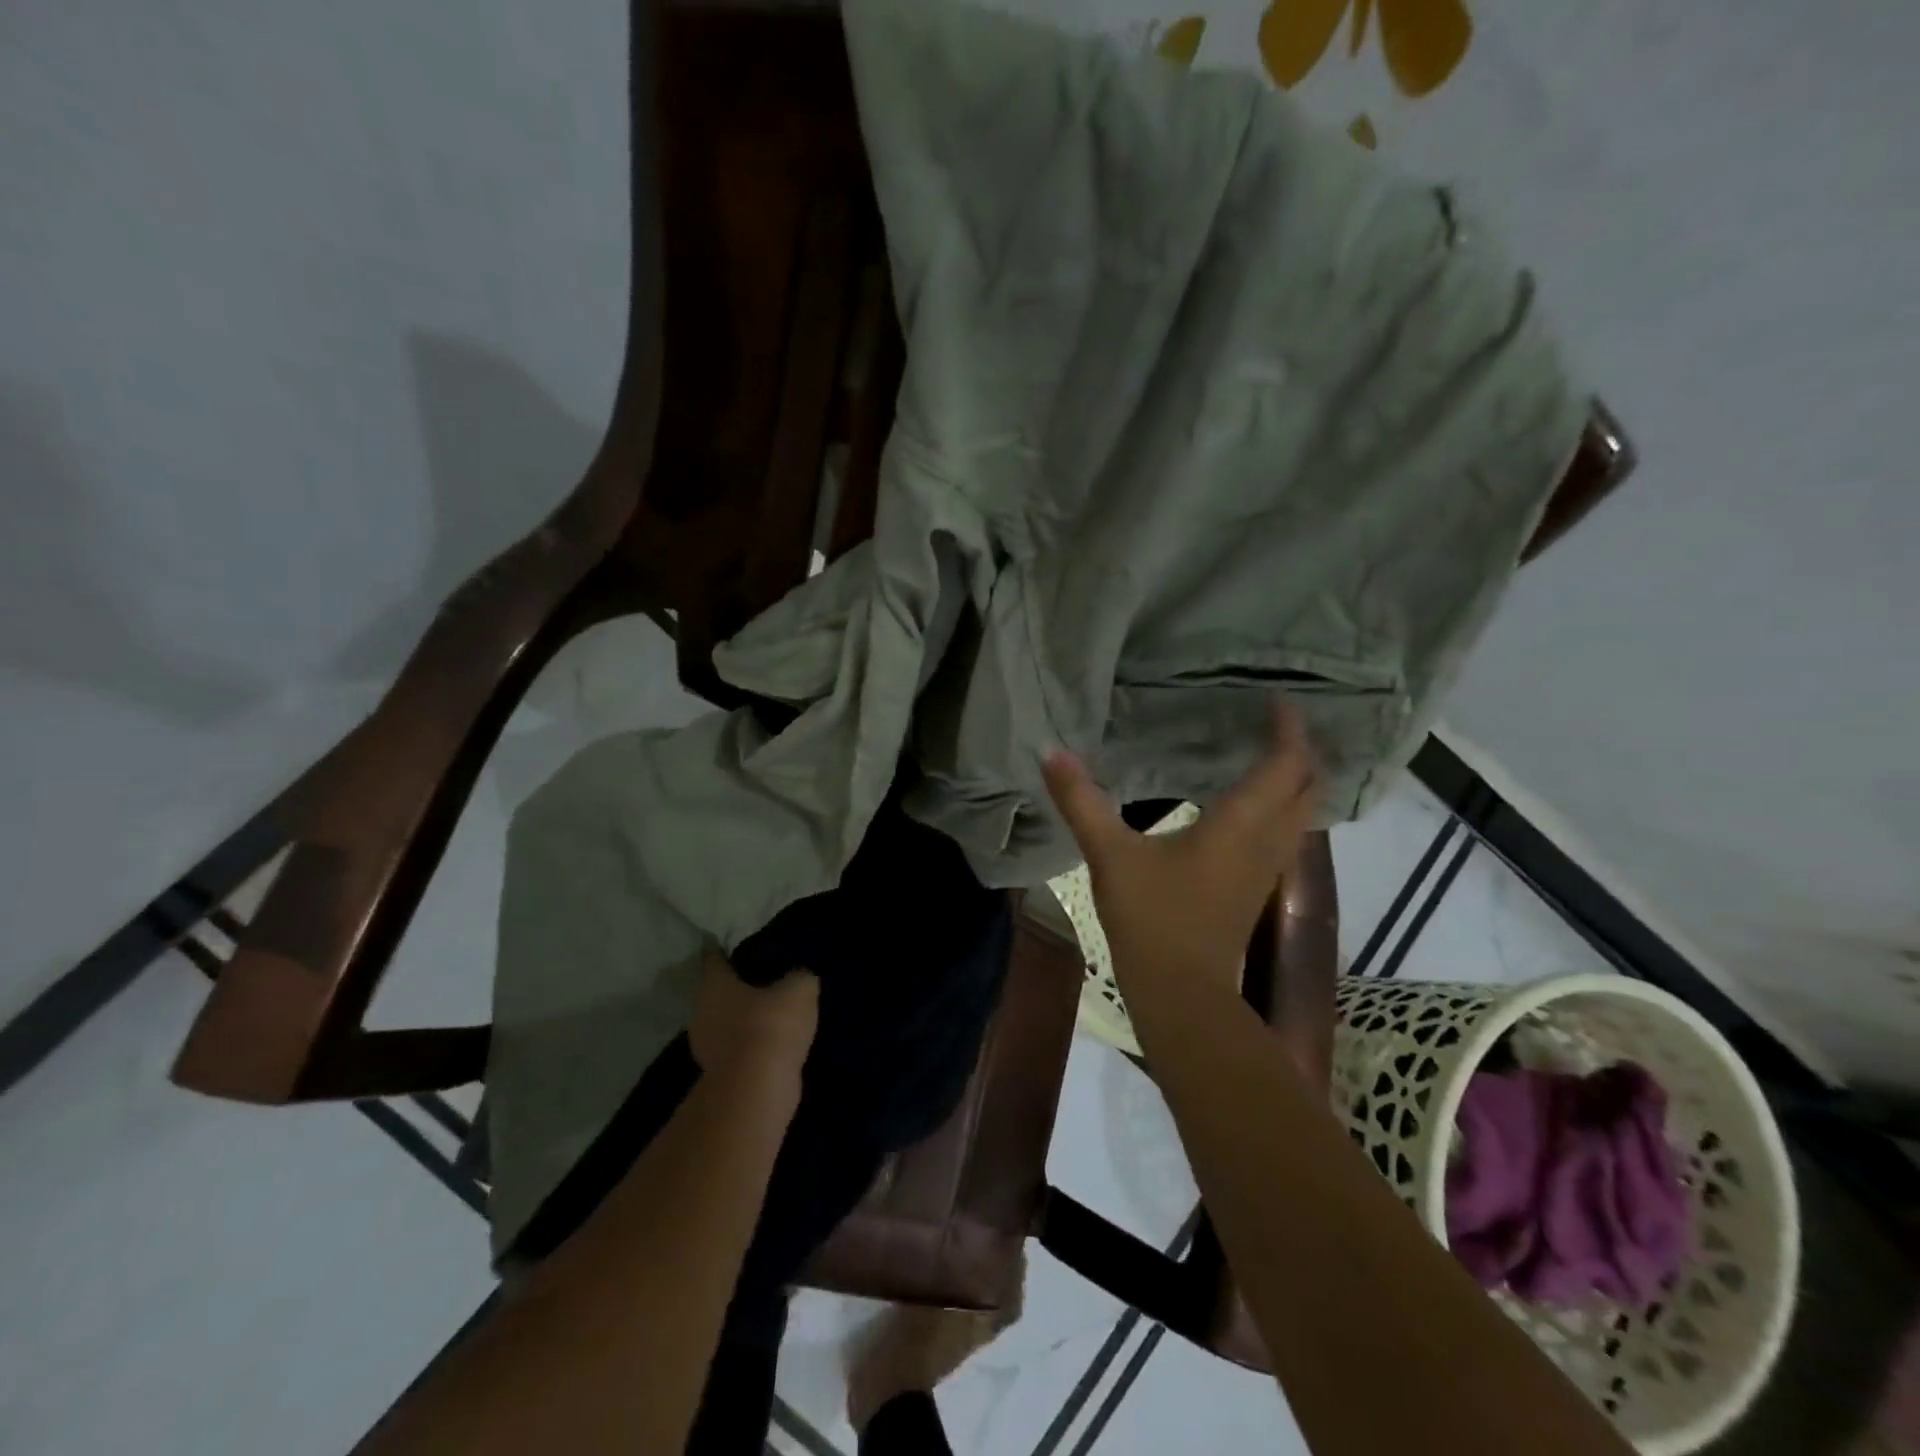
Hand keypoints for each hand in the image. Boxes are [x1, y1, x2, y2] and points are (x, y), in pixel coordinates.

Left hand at [688, 949, 818, 1089]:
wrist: (758, 1091)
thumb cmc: (771, 1025)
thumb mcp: (799, 989)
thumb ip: (798, 975)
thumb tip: (798, 976)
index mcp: (713, 984)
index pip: (715, 958)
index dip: (729, 950)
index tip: (746, 947)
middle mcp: (700, 1011)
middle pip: (718, 992)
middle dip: (739, 987)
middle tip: (767, 980)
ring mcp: (705, 1047)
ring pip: (725, 1022)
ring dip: (744, 1019)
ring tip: (774, 1013)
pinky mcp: (717, 1075)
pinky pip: (735, 1049)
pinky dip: (750, 1045)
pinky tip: (773, 1043)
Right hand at [1042, 701, 1317, 999]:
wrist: (1181, 994)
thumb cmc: (1151, 919)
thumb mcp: (1110, 855)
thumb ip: (1081, 801)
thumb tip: (1051, 750)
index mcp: (1239, 824)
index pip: (1284, 765)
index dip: (1289, 729)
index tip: (1277, 699)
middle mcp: (1266, 842)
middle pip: (1308, 787)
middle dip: (1303, 751)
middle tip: (1280, 723)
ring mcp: (1267, 869)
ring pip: (1304, 814)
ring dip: (1299, 781)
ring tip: (1273, 754)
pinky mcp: (1257, 889)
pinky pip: (1288, 835)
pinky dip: (1285, 809)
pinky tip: (1254, 807)